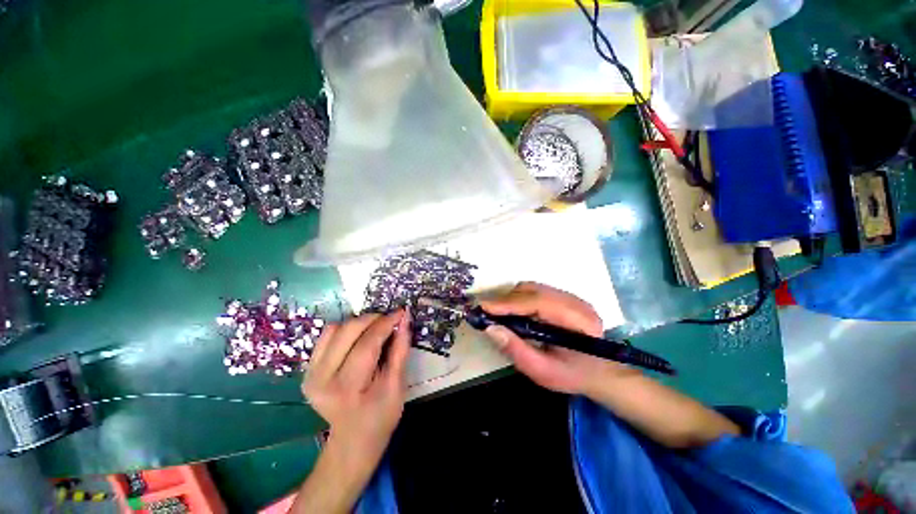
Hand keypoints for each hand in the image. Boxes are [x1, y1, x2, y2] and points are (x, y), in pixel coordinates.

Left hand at [302, 310, 410, 459]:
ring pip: (335, 329)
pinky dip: (346, 330)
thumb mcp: (397, 385)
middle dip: (373, 319)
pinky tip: (359, 338)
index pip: (367, 344)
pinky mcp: (308, 369)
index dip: (386, 323)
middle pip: (348, 331)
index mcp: (347, 388)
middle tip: (390, 320)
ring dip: (359, 323)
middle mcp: (321, 379)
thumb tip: (405, 319)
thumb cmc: (381, 416)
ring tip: (375, 330)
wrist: (352, 440)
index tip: (401, 312)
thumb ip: (401, 349)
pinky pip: (326, 336)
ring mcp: (310, 373)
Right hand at [480, 282, 637, 394]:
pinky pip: (535, 290)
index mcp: (577, 320)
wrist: (601, 372)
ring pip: (532, 287)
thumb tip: (490, 328)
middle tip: (486, 312)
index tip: (483, 307)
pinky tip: (513, 311)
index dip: (508, 303)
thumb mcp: (543, 371)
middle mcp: (575, 302)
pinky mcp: (564, 297)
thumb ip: (516, 350)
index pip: (537, 303)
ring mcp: (571, 296)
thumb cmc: (573, 375)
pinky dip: (519, 298)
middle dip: (506, 300)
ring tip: (497, 312)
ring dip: (511, 298)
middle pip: (532, 290)